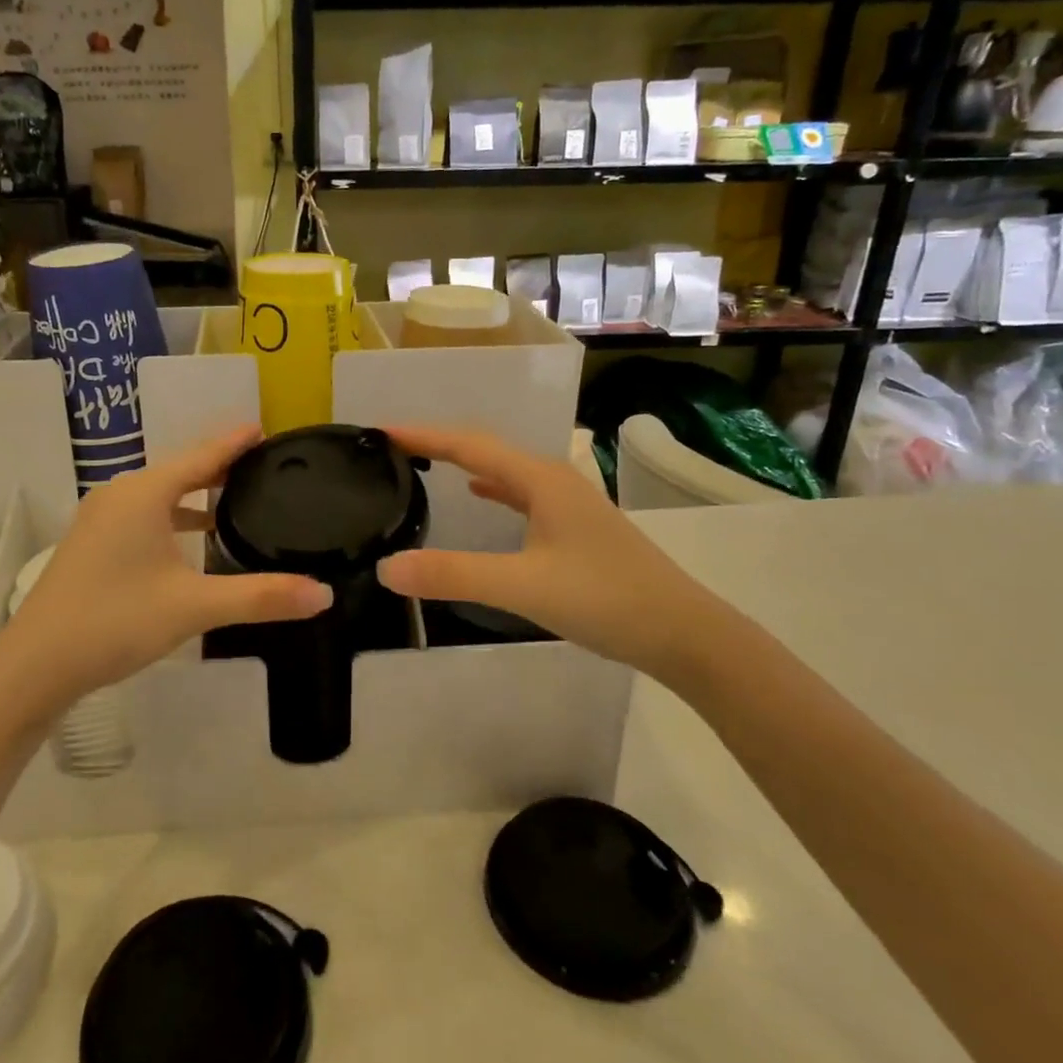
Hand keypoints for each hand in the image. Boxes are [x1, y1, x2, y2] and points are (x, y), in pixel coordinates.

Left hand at [0, 426, 332, 717]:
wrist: (34, 665)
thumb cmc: (115, 621)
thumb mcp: (194, 607)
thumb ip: (260, 596)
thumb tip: (324, 594)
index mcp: (143, 494)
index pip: (200, 456)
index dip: (234, 442)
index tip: (264, 428)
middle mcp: (120, 495)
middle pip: (179, 470)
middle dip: (219, 466)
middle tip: (261, 465)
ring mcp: (100, 520)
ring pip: (159, 494)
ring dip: (195, 494)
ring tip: (235, 499)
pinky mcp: (92, 544)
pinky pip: (143, 515)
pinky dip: (173, 516)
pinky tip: (191, 539)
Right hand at [376, 424, 733, 686]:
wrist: (682, 632)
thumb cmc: (604, 599)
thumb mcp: (522, 587)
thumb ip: (453, 575)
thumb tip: (387, 566)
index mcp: (539, 479)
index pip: (468, 445)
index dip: (423, 436)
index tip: (380, 430)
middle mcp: (553, 479)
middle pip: (485, 450)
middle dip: (439, 444)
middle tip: (393, 447)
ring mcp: (568, 503)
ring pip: (505, 471)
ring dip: (464, 462)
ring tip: (426, 463)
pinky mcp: (575, 527)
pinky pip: (520, 494)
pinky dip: (491, 487)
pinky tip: (481, 495)